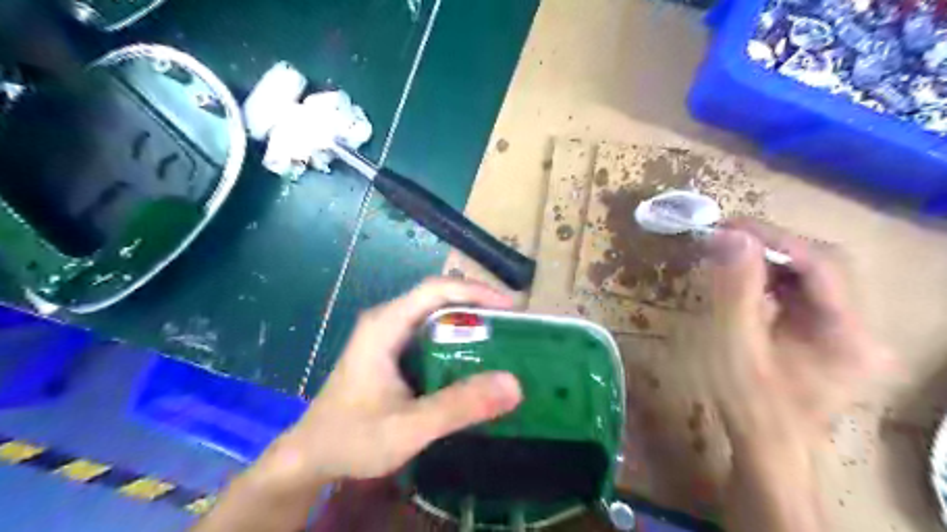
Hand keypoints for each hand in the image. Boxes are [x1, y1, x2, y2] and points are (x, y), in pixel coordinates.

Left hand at [261, 278, 520, 489]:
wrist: (312, 456)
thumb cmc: (353, 438)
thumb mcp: (408, 427)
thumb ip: (458, 406)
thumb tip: (513, 383)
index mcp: (385, 325)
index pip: (436, 290)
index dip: (476, 291)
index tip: (511, 306)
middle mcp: (388, 320)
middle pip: (439, 297)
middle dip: (478, 304)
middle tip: (514, 325)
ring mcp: (389, 334)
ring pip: (437, 314)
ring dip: (470, 321)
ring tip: (504, 337)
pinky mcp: (394, 350)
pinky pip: (432, 333)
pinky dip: (458, 338)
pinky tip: (476, 357)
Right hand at [703, 221, 888, 444]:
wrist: (768, 444)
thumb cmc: (749, 402)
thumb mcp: (735, 344)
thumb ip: (736, 289)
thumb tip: (730, 235)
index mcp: (848, 336)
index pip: (822, 266)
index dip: (775, 239)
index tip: (728, 225)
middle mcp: (864, 329)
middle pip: (824, 266)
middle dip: (773, 248)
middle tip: (726, 239)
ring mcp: (852, 331)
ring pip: (814, 276)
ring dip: (771, 262)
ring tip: (731, 258)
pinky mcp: (835, 333)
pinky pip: (806, 292)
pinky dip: (774, 280)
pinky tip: (747, 283)